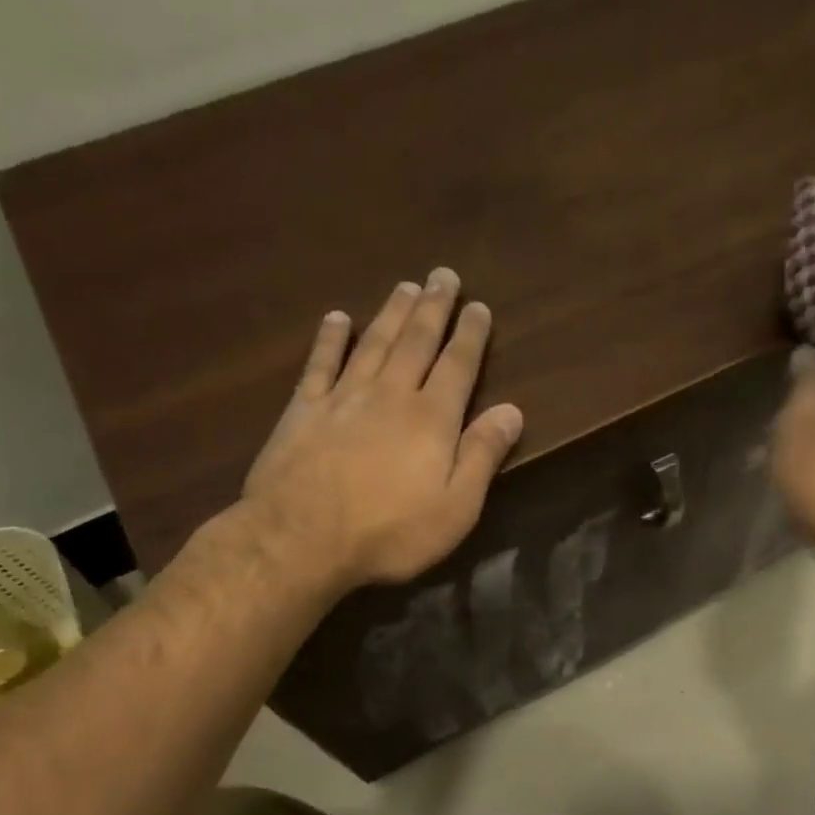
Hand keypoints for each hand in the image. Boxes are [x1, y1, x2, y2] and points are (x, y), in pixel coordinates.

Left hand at [234, 267, 522, 596]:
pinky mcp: (303, 410)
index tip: (479, 307)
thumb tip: (512, 410)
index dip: (470, 335)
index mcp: (431, 419)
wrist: (301, 539)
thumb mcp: (456, 507)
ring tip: (405, 286)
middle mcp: (390, 395)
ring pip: (374, 344)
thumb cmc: (390, 531)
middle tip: (443, 275)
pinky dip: (330, 338)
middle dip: (433, 308)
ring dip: (391, 313)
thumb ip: (483, 455)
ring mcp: (343, 398)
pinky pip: (320, 364)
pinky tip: (338, 318)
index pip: (457, 366)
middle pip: (416, 342)